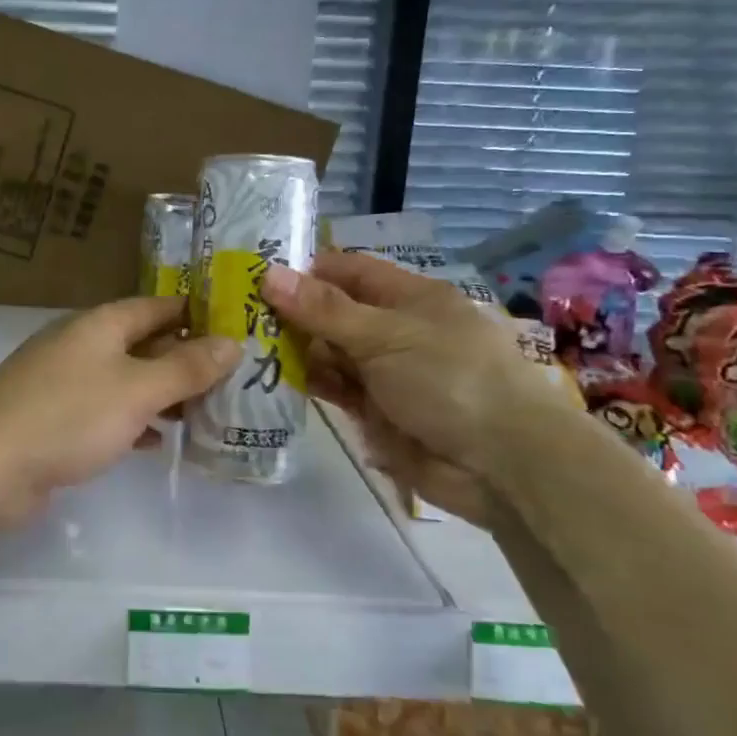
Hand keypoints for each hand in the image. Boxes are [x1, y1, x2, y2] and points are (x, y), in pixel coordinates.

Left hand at [0, 296, 239, 525]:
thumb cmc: (67, 416)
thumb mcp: (136, 389)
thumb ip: (185, 368)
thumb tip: (232, 342)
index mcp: (101, 324)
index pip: (158, 306)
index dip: (197, 314)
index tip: (238, 329)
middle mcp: (83, 345)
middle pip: (144, 343)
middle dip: (185, 359)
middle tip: (234, 379)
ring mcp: (66, 383)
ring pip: (127, 380)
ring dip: (162, 394)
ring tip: (207, 411)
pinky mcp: (56, 420)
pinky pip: (107, 412)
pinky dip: (134, 421)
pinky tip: (158, 441)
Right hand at [261, 253, 570, 525]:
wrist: (501, 465)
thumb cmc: (449, 379)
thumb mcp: (385, 335)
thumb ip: (324, 310)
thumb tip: (268, 274)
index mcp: (408, 297)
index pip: (347, 271)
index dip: (304, 270)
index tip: (253, 275)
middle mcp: (394, 329)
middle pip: (332, 312)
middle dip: (290, 313)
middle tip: (234, 315)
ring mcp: (384, 372)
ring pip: (329, 352)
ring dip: (294, 350)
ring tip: (243, 347)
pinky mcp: (376, 410)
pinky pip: (334, 388)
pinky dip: (308, 382)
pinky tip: (271, 379)